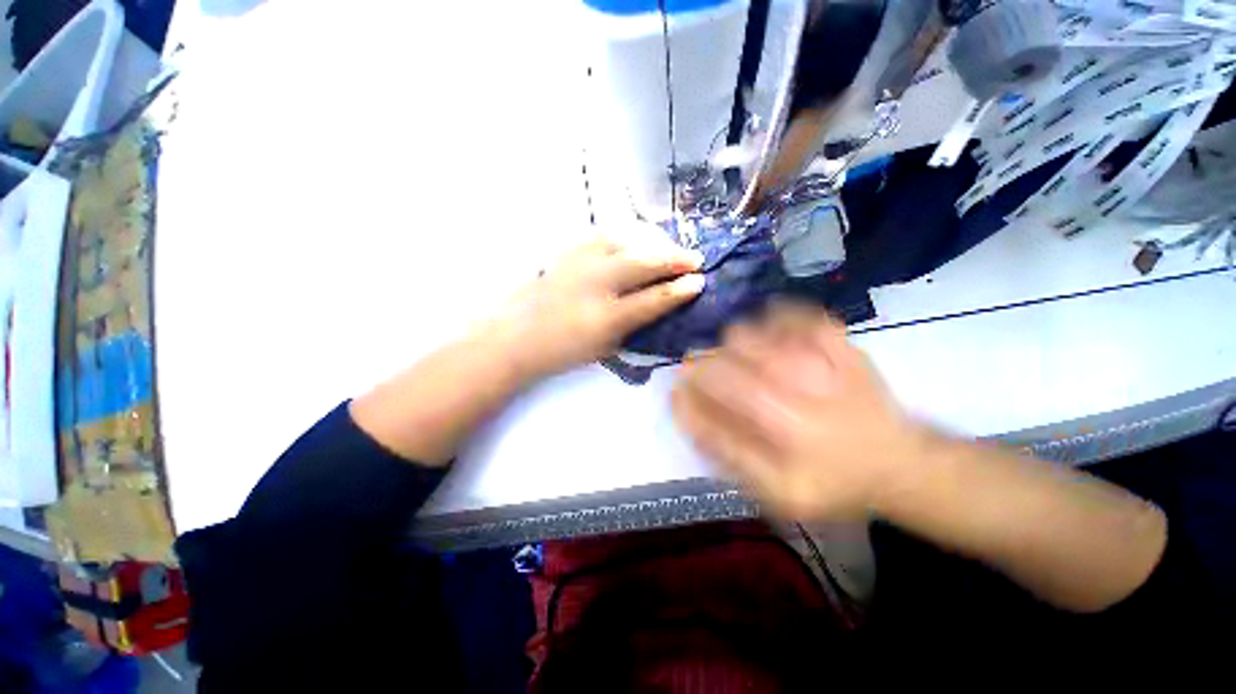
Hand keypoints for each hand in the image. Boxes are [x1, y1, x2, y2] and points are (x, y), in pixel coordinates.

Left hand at [483, 234, 704, 379]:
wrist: (516, 336)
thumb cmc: (563, 351)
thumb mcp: (606, 349)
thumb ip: (635, 327)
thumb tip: (661, 306)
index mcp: (606, 318)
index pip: (654, 299)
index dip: (680, 290)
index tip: (700, 281)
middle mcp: (595, 285)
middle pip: (644, 262)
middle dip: (675, 258)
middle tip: (695, 259)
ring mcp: (580, 263)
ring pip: (626, 241)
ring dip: (654, 242)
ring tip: (669, 247)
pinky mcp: (567, 251)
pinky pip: (604, 234)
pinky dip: (626, 235)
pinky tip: (636, 239)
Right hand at [671, 303, 925, 520]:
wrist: (900, 464)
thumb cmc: (832, 483)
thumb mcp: (775, 491)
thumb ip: (726, 452)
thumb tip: (686, 411)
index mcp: (781, 434)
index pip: (711, 401)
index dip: (686, 391)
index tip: (676, 387)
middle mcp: (795, 393)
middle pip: (723, 361)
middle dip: (701, 366)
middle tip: (704, 372)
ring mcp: (819, 362)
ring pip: (749, 333)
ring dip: (731, 346)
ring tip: (739, 359)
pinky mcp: (840, 343)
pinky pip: (795, 314)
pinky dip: (774, 318)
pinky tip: (772, 334)